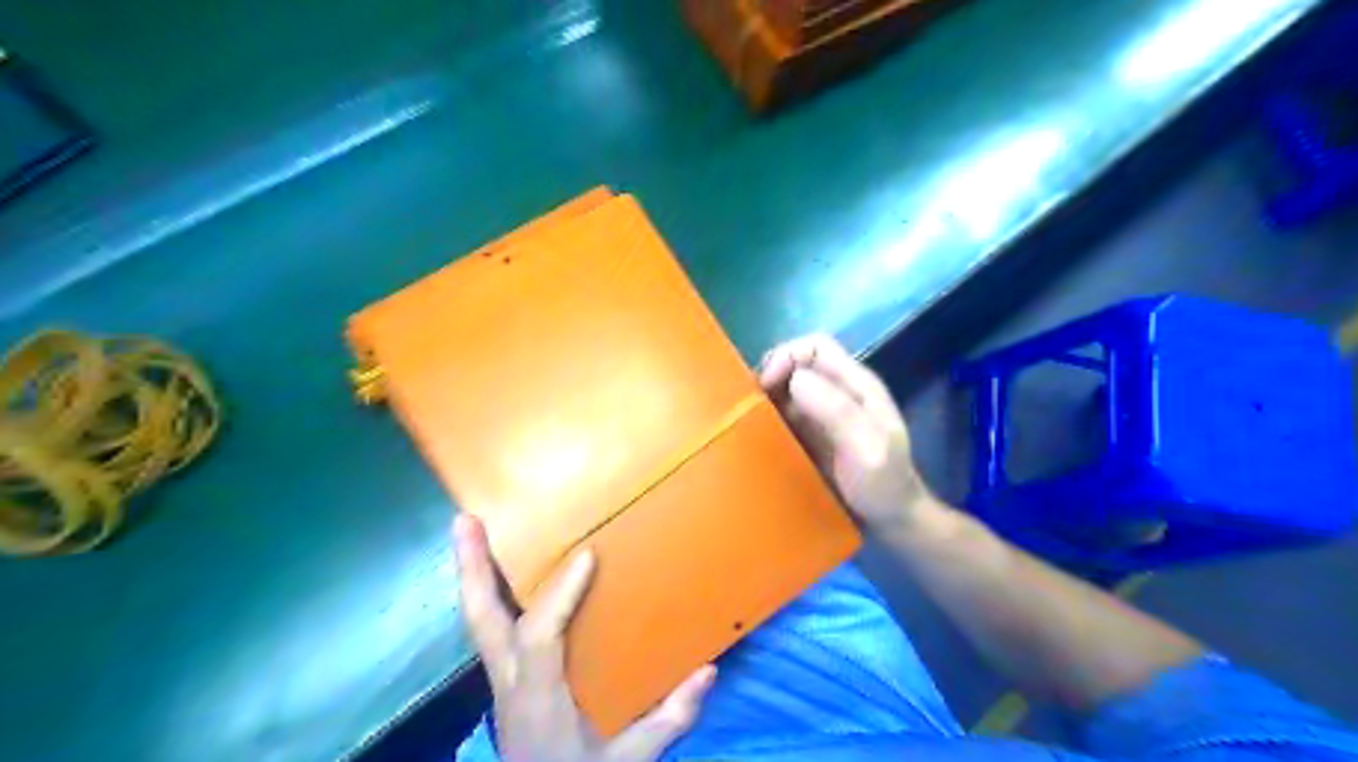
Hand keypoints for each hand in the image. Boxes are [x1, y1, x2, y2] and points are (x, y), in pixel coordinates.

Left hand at [457, 514, 715, 758]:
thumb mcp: (631, 758)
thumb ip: (669, 717)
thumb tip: (708, 668)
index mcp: (541, 699)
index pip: (540, 639)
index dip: (560, 595)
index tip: (587, 555)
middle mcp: (510, 682)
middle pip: (482, 620)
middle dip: (473, 568)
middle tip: (467, 520)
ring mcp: (500, 679)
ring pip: (478, 620)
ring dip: (472, 573)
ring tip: (468, 526)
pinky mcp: (503, 677)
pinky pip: (490, 625)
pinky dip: (486, 591)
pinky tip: (491, 567)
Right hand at [762, 334, 945, 536]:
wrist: (891, 524)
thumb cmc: (883, 485)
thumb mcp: (867, 447)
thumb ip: (836, 411)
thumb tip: (794, 379)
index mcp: (855, 385)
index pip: (815, 346)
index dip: (787, 356)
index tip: (766, 386)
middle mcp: (837, 393)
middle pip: (796, 364)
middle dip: (770, 376)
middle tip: (750, 405)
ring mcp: (822, 415)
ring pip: (785, 389)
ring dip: (765, 398)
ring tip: (747, 420)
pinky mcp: (810, 437)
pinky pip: (783, 415)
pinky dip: (766, 419)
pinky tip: (757, 438)